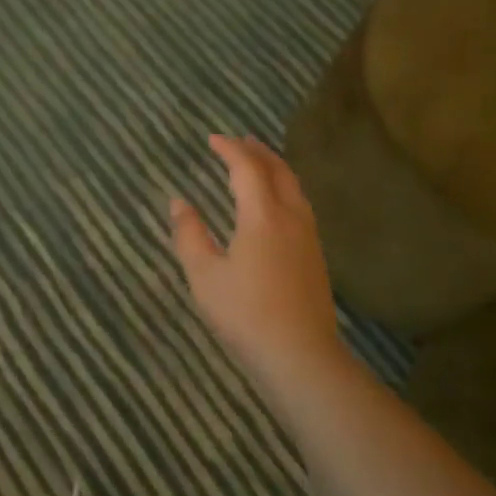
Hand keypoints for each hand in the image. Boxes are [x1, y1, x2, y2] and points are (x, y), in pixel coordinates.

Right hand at [169, 135, 348, 388]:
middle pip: (278, 171)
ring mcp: (308, 237)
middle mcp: (291, 218)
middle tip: (239, 141)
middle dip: (257, 152)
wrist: (300, 356)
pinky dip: (284, 189)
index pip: (247, 169)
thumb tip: (179, 203)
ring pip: (294, 188)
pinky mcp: (315, 256)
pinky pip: (300, 205)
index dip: (230, 150)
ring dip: (274, 169)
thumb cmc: (245, 313)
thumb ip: (189, 234)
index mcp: (262, 216)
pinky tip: (275, 204)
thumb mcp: (204, 275)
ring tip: (257, 163)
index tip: (212, 139)